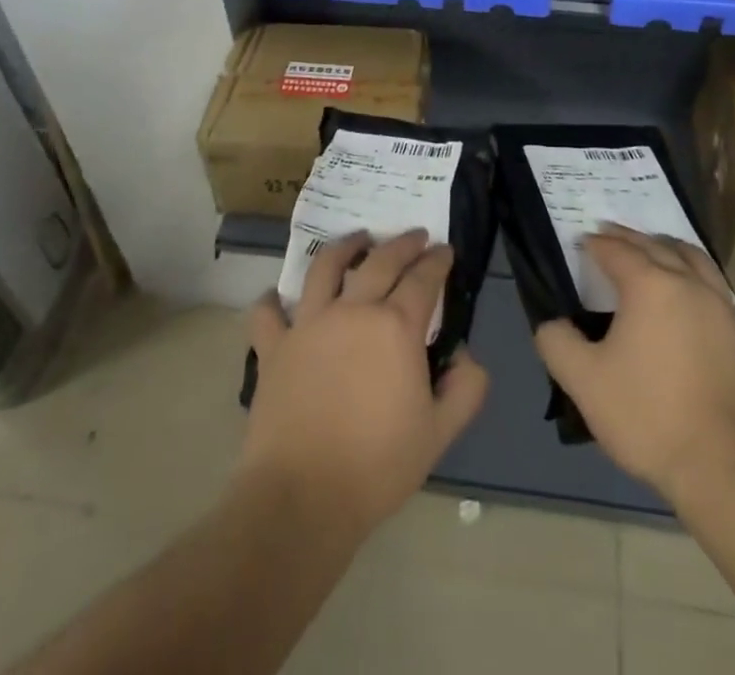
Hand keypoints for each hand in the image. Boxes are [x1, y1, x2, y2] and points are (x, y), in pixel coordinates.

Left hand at [240, 229, 489, 539]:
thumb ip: (465, 389)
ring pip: (325, 268)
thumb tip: (467, 355)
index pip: (423, 278)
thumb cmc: (377, 466)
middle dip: (402, 244)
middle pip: (381, 261)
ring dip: (344, 247)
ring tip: (357, 240)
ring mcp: (308, 324)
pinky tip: (275, 298)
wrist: (302, 497)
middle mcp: (353, 311)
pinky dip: (271, 301)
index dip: (437, 260)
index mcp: (395, 327)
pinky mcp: (274, 347)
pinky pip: (267, 313)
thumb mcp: (439, 434)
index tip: (445, 250)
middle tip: (414, 236)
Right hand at [534, 225, 734, 505]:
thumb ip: (557, 343)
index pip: (617, 251)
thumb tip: (550, 322)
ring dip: (680, 253)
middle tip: (614, 235)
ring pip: (705, 267)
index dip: (597, 243)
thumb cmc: (649, 417)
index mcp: (651, 286)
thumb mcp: (584, 382)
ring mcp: (731, 316)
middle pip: (660, 247)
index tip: (582, 240)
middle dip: (633, 238)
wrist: (726, 469)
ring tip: (667, 252)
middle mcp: (693, 287)